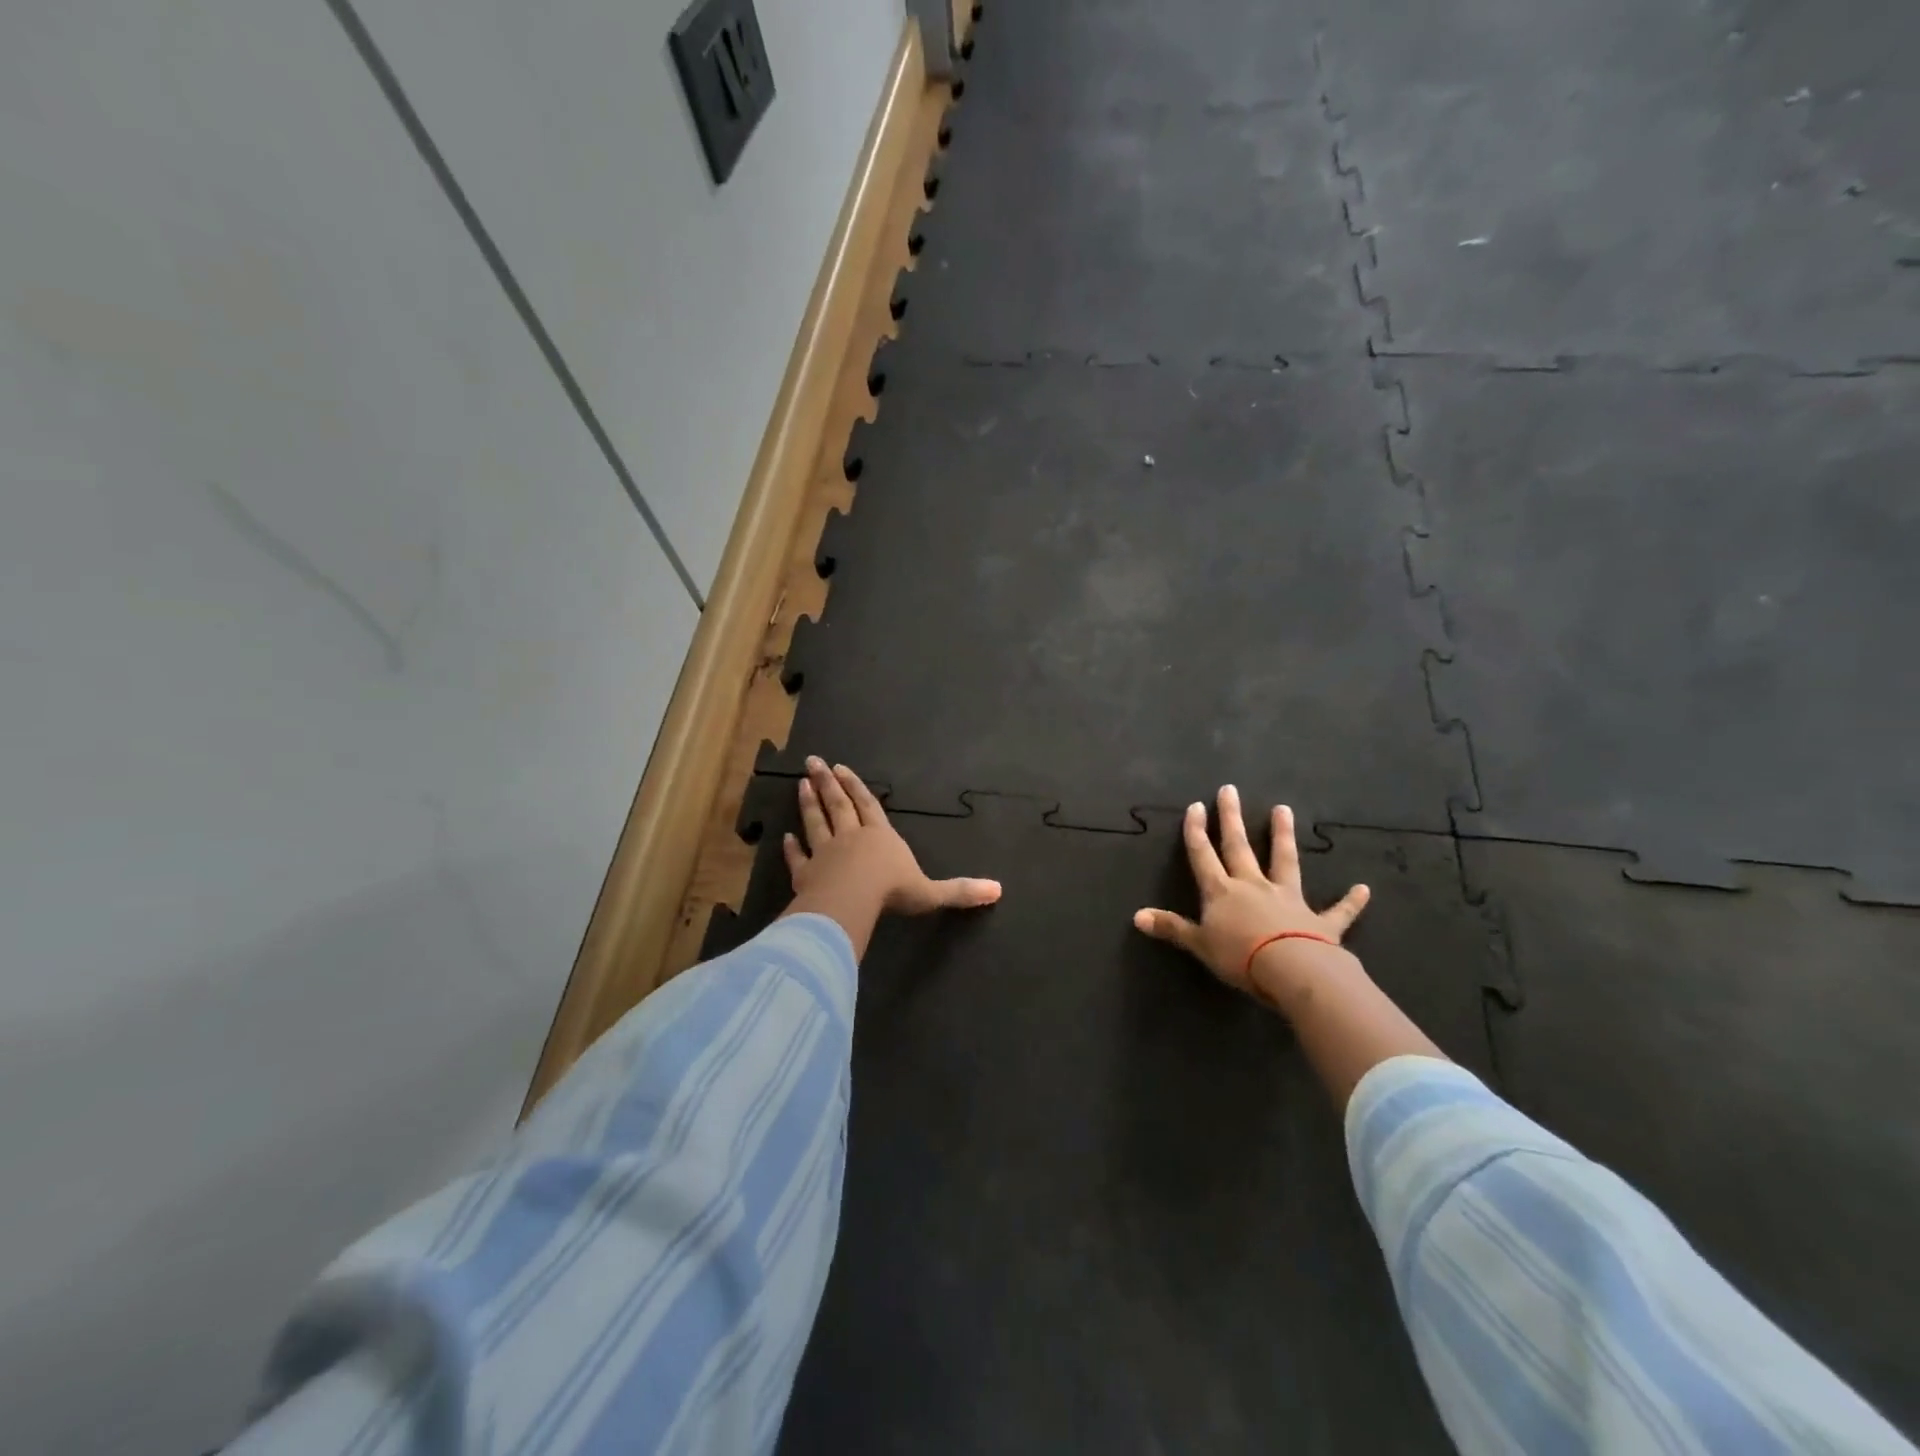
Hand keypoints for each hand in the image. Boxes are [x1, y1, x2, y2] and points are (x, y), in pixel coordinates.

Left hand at [784, 758, 1000, 918]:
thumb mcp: (931, 892)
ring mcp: (825, 854)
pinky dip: (792, 849)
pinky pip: (798, 858)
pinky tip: (784, 838)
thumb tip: (997, 890)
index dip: (856, 787)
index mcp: (881, 837)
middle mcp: (851, 838)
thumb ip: (959, 890)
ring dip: (808, 804)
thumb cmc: (892, 891)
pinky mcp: (806, 874)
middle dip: (827, 784)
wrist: (851, 901)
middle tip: (813, 762)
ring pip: (816, 823)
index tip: (841, 769)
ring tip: (800, 784)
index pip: (868, 805)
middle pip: (838, 805)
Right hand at [1133, 786, 1369, 1011]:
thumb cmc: (1239, 957)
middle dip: (1232, 818)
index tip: (1196, 805)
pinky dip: (1350, 901)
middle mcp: (1253, 886)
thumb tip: (1136, 916)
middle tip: (1230, 790)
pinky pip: (1337, 910)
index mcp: (1222, 892)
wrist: (1291, 970)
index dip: (1197, 831)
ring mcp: (1288, 899)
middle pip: (1239, 847)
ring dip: (1283, 836)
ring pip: (1284, 861)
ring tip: (1284, 809)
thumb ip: (1171, 928)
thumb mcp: (1199, 944)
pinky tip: (1364, 889)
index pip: (1203, 855)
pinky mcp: (1320, 922)